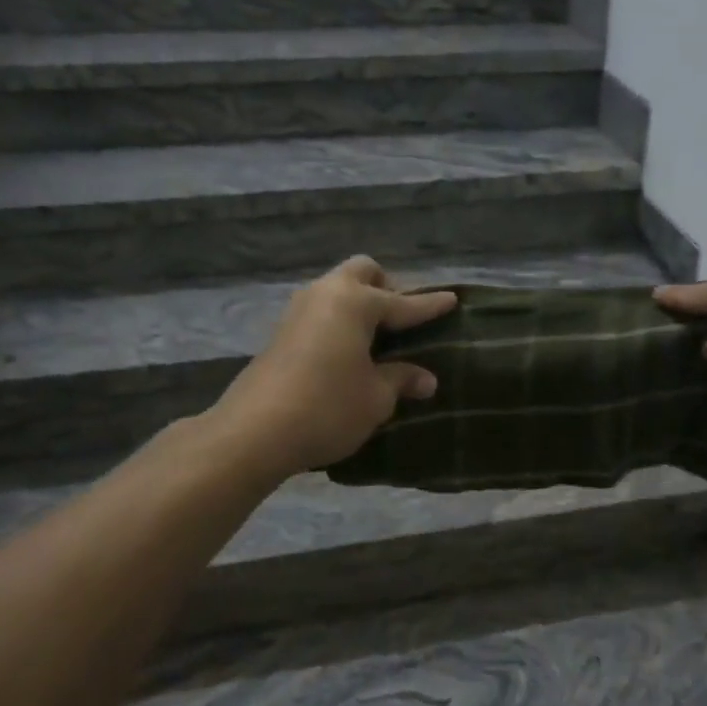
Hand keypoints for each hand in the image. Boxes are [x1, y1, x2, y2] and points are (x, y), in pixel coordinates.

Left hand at [212, 256, 457, 478]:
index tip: (453, 299)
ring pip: (337, 289)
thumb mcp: (376, 397)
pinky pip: (322, 311)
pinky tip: (349, 350)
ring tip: (379, 336)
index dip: (430, 305)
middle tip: (403, 317)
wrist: (254, 432)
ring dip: (360, 303)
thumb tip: (425, 378)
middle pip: (362, 272)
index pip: (404, 302)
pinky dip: (341, 320)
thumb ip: (401, 379)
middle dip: (387, 287)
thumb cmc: (328, 407)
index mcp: (355, 302)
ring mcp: (299, 311)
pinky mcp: (282, 333)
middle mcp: (326, 294)